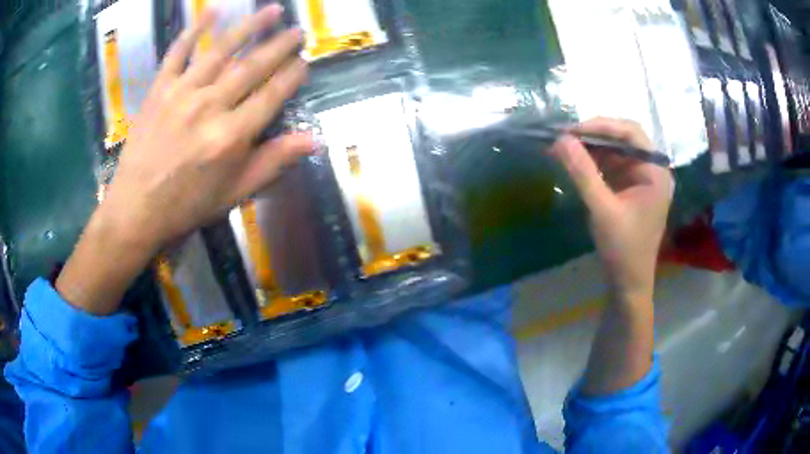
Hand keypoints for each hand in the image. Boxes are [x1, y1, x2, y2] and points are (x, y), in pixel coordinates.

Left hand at [57, 5, 310, 313]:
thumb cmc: (186, 205)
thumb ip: (273, 162)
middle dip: (280, 46)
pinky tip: (213, 12)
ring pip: (222, 50)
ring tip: (272, 10)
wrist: (136, 209)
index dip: (292, 76)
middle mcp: (210, 106)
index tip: (304, 62)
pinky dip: (195, 30)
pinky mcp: (159, 89)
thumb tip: (314, 140)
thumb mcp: (234, 194)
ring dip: (250, 27)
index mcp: (231, 136)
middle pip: (253, 67)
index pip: (272, 95)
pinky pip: (178, 52)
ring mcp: (182, 93)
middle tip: (297, 31)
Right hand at [550, 118, 672, 300]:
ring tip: (564, 149)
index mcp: (656, 172)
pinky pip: (612, 165)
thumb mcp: (602, 210)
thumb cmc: (623, 249)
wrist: (628, 282)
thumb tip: (561, 140)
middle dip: (594, 136)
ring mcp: (642, 179)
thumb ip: (583, 173)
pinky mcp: (631, 188)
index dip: (601, 125)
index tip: (572, 131)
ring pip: (616, 150)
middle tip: (565, 138)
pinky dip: (594, 162)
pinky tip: (575, 164)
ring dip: (591, 148)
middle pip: (624, 138)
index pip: (631, 132)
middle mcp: (652, 169)